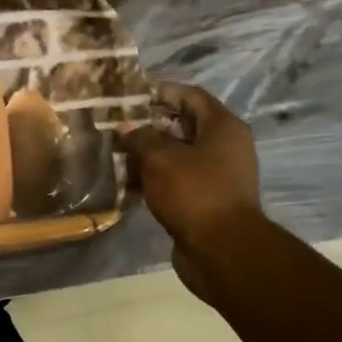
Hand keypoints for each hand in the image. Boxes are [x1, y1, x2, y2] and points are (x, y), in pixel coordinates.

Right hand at [118, 81, 264, 297]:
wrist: (222, 250)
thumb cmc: (195, 192)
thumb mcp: (160, 158)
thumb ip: (140, 137)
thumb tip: (125, 127)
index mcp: (223, 127)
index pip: (190, 95)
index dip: (161, 90)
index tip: (130, 93)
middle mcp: (225, 146)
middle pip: (183, 125)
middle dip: (149, 124)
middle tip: (117, 124)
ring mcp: (217, 174)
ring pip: (177, 154)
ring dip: (149, 152)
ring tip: (116, 152)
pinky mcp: (206, 199)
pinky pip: (177, 179)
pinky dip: (155, 177)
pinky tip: (128, 181)